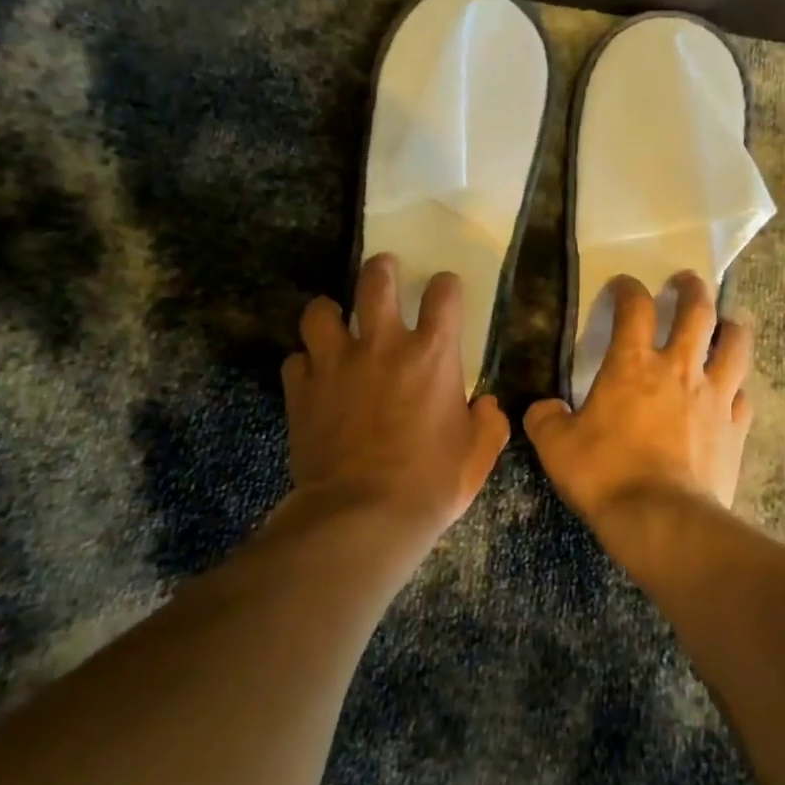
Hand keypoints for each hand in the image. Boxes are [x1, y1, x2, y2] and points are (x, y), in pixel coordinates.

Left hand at [282, 255, 508, 532]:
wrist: (362, 515)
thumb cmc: (430, 483)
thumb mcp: (478, 455)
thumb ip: (489, 423)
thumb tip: (487, 406)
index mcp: (432, 354)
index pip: (443, 293)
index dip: (446, 285)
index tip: (445, 291)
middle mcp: (382, 345)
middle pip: (375, 280)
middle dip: (382, 269)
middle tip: (384, 271)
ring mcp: (335, 364)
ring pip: (320, 311)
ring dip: (329, 311)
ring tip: (335, 319)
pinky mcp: (301, 391)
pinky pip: (296, 360)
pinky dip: (305, 363)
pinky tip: (312, 375)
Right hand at [525, 272, 752, 523]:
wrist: (662, 520)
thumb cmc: (605, 474)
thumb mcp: (556, 447)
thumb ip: (545, 419)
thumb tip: (542, 409)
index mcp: (633, 364)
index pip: (634, 307)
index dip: (627, 288)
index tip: (622, 286)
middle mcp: (679, 368)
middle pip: (697, 311)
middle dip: (692, 289)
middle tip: (686, 281)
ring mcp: (714, 396)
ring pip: (734, 344)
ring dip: (730, 327)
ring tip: (725, 323)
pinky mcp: (735, 428)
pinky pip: (743, 395)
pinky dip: (737, 387)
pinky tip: (731, 392)